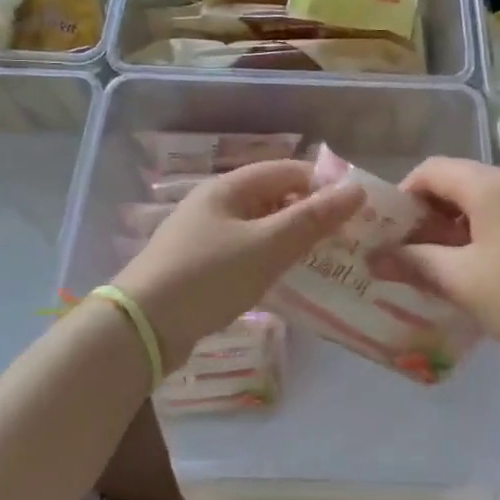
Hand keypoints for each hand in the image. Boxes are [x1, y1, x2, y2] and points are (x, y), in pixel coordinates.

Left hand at [112, 159, 363, 367]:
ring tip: (326, 262)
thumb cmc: (208, 277)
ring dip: (292, 240)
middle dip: (311, 215)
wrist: (143, 328)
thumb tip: (356, 190)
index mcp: (228, 188)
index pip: (287, 170)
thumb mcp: (266, 247)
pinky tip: (287, 281)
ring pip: (261, 228)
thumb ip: (312, 219)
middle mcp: (216, 204)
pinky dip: (270, 260)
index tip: (357, 211)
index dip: (324, 185)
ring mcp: (205, 235)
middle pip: (274, 198)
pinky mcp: (200, 266)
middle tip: (347, 241)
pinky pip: (246, 253)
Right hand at [380, 157, 499, 366]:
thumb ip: (416, 263)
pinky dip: (487, 233)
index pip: (432, 170)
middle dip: (429, 213)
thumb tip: (375, 258)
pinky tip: (485, 270)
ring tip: (444, 264)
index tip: (390, 230)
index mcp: (491, 185)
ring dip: (458, 225)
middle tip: (411, 251)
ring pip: (487, 201)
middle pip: (460, 182)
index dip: (403, 194)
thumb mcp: (463, 282)